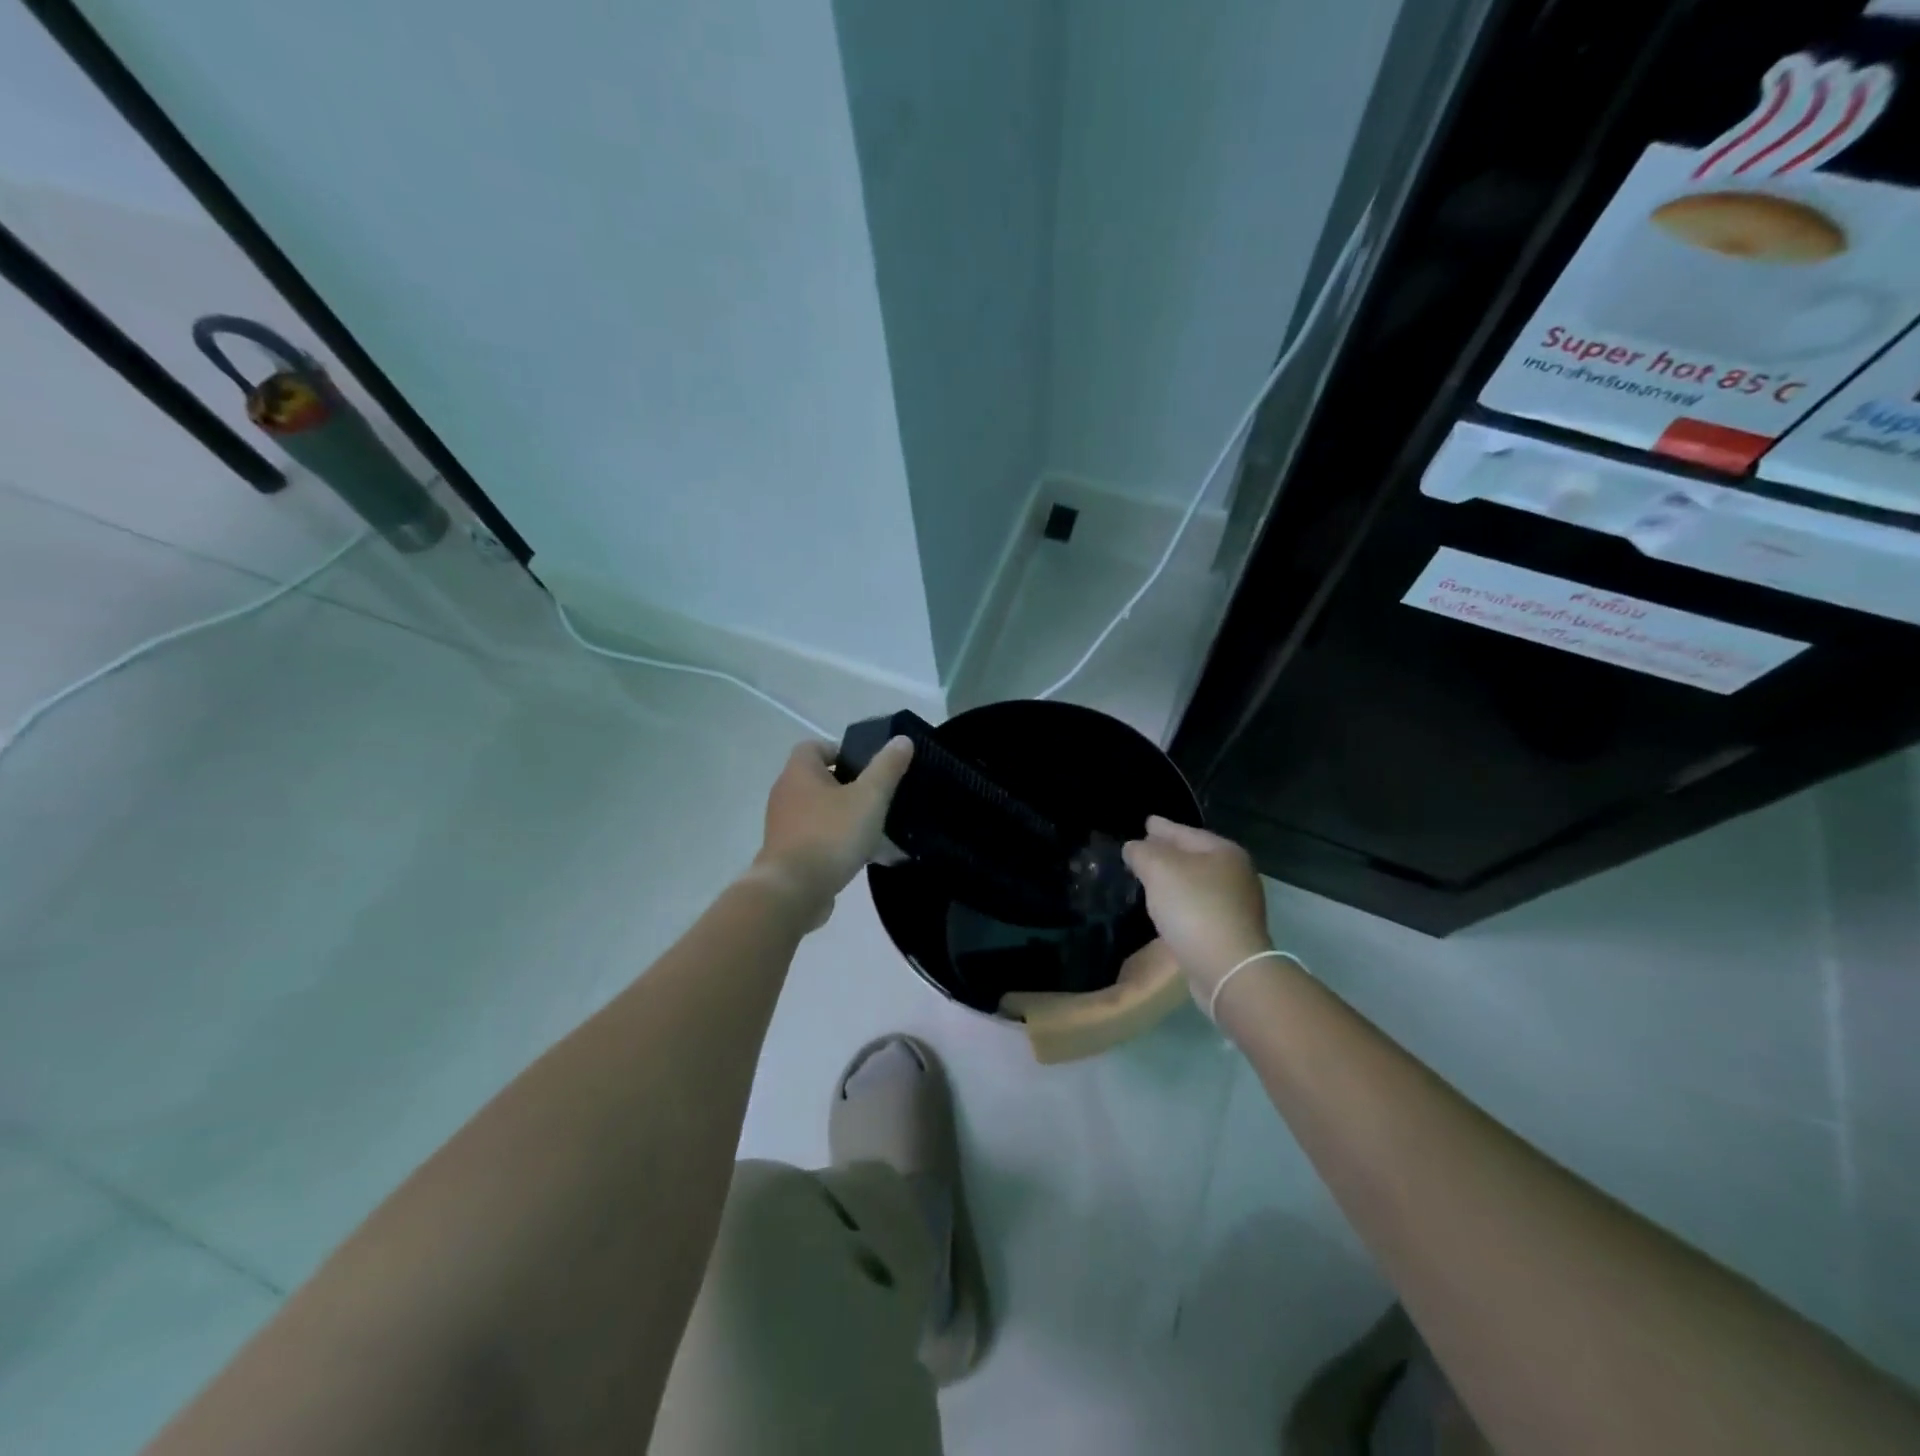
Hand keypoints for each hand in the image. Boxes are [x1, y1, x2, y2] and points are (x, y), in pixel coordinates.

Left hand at [749, 737, 913, 925]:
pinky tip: (866, 858)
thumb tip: (901, 739)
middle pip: (821, 780)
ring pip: (822, 813)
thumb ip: (886, 767)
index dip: (842, 751)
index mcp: (799, 773)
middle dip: (851, 788)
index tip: (868, 767)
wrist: (793, 892)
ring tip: (879, 831)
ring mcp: (784, 827)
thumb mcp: (869, 797)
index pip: (815, 747)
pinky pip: (819, 840)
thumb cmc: (831, 835)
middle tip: (879, 798)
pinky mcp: (789, 855)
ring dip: (848, 818)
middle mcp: (786, 795)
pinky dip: (839, 844)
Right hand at [1122, 817, 1272, 1003]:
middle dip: (1168, 852)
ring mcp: (1237, 905)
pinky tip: (1166, 908)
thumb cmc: (1194, 908)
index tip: (1147, 822)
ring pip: (1196, 883)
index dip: (1162, 827)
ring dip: (1174, 880)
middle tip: (1144, 848)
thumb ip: (1142, 852)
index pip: (1185, 832)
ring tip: (1150, 878)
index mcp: (1224, 852)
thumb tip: (1134, 847)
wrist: (1228, 969)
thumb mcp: (1159, 869)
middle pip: (1194, 856)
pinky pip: (1199, 907)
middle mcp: (1236, 874)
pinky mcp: (1231, 932)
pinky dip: (1181, 902)